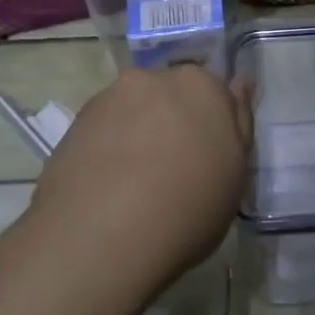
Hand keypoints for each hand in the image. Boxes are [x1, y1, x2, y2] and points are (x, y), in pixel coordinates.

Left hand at [20, 64, 253, 298]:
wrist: (102, 236)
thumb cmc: (189, 207)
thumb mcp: (236, 173)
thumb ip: (239, 123)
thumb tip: (239, 84)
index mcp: (201, 85)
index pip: (213, 91)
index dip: (210, 124)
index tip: (207, 156)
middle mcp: (153, 78)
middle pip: (169, 95)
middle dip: (172, 121)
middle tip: (173, 169)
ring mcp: (109, 98)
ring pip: (133, 110)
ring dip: (138, 133)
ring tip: (135, 183)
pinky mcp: (74, 123)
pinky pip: (103, 130)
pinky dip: (108, 148)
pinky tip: (109, 186)